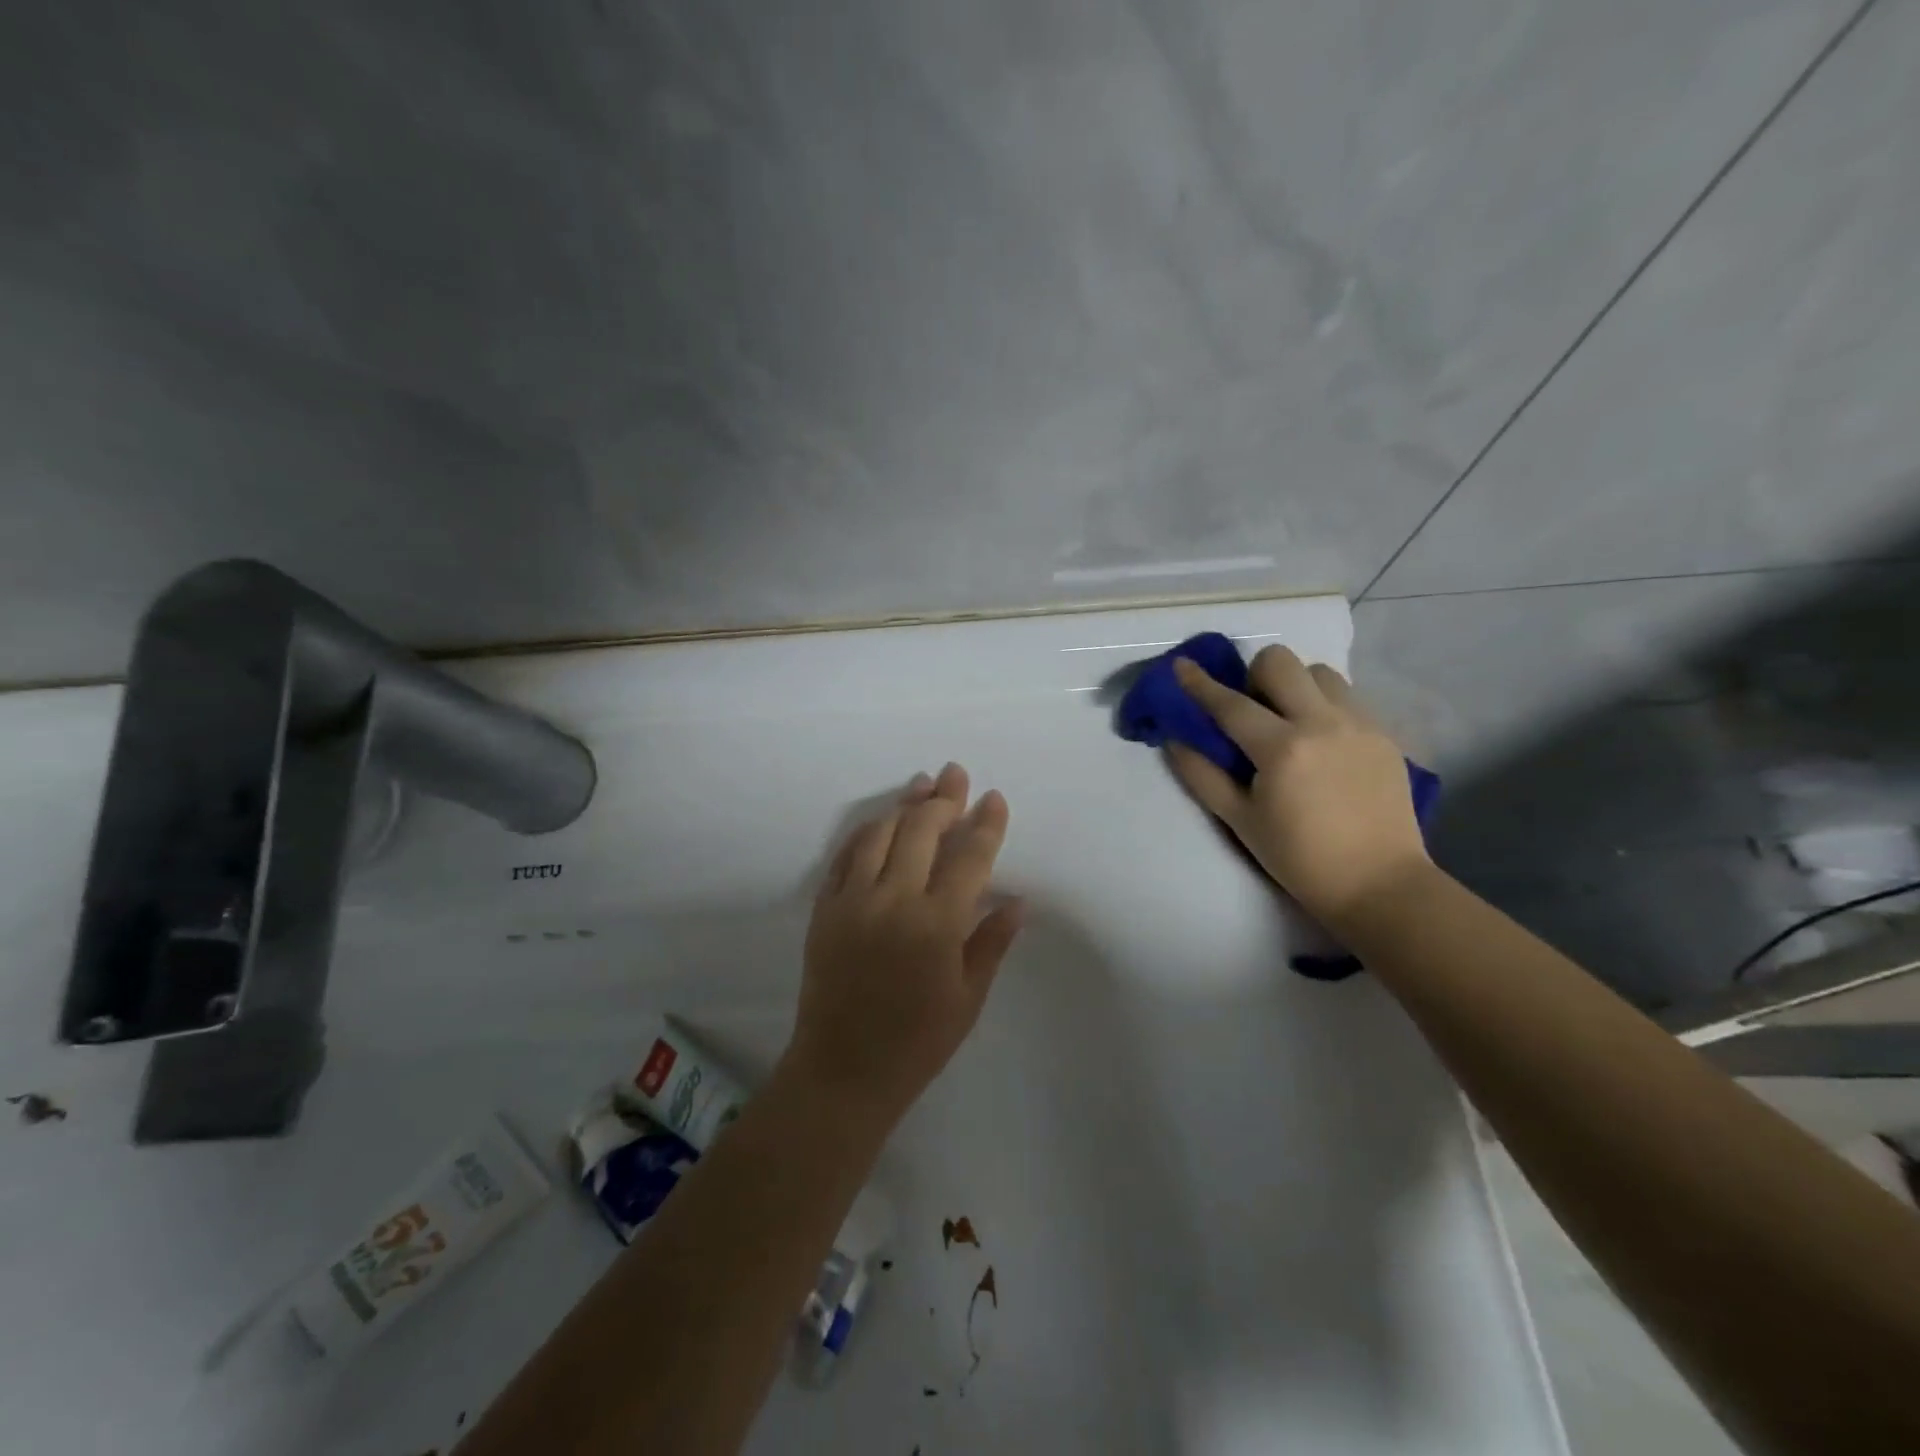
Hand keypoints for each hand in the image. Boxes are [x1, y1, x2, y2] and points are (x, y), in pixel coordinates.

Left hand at [786, 763, 1023, 1123]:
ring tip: (922, 785)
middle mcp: (894, 900)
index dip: (985, 823)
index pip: (969, 857)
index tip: (993, 798)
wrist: (843, 1070)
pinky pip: (846, 855)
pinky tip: (881, 820)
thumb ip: (992, 942)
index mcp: (937, 924)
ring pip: (880, 833)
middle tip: (956, 774)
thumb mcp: (968, 998)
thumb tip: (1019, 901)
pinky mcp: (825, 908)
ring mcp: (854, 900)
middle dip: (944, 798)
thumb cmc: (917, 1042)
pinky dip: (866, 831)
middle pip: (921, 831)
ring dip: (904, 804)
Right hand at [1169, 648, 1428, 925]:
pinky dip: (1324, 704)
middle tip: (1252, 710)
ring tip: (1290, 721)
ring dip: (1295, 686)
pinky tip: (1321, 741)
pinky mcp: (1384, 734)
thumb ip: (1203, 776)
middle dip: (1255, 675)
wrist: (1379, 883)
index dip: (1199, 683)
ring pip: (1319, 672)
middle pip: (1281, 662)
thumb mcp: (1240, 821)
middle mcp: (1322, 723)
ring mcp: (1359, 724)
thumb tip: (1174, 741)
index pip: (1230, 704)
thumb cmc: (1300, 858)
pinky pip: (1348, 696)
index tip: (1180, 665)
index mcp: (1281, 748)